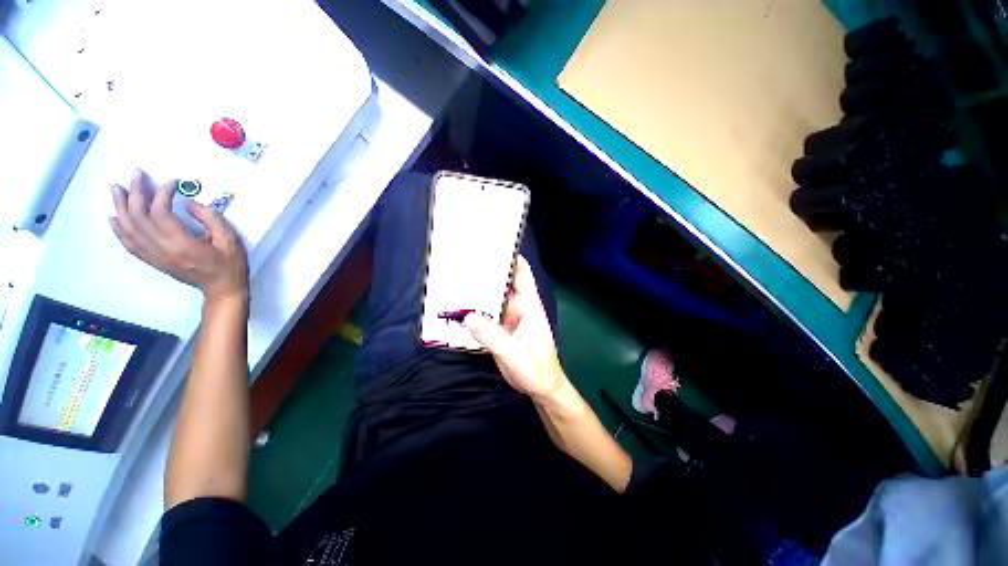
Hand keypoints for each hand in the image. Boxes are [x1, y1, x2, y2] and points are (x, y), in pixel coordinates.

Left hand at [109, 169, 248, 301]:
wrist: (222, 288)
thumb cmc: (230, 264)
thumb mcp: (230, 240)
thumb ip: (211, 218)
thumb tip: (190, 203)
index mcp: (182, 243)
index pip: (161, 212)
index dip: (163, 193)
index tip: (172, 182)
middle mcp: (163, 249)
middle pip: (139, 217)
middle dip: (136, 193)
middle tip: (137, 176)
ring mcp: (155, 256)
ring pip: (129, 229)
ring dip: (121, 207)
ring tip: (118, 190)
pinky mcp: (154, 260)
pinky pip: (129, 244)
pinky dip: (119, 229)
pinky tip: (115, 218)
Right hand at [465, 255, 567, 403]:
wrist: (540, 390)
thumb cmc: (536, 369)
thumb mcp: (514, 353)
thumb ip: (492, 335)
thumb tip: (467, 316)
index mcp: (528, 306)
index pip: (521, 274)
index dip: (510, 258)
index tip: (492, 246)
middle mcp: (517, 308)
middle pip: (501, 284)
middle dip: (486, 274)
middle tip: (463, 263)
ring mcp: (507, 319)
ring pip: (490, 300)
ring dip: (476, 293)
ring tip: (455, 282)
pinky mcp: (499, 331)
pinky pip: (484, 317)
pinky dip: (473, 312)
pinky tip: (457, 310)